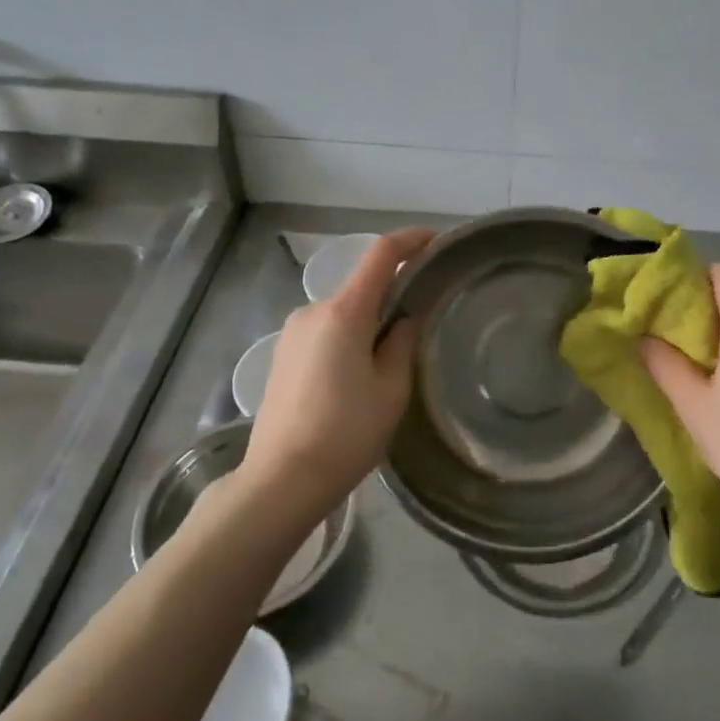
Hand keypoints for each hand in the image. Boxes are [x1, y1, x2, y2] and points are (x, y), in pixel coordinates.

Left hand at [241, 228, 434, 513]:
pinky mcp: (282, 353)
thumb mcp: (392, 389)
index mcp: (344, 312)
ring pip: (344, 311)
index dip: (412, 240)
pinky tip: (356, 376)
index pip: (382, 254)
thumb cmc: (346, 434)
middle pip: (362, 285)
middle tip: (423, 322)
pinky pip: (325, 330)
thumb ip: (403, 342)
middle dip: (394, 294)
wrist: (281, 480)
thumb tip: (405, 318)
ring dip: (370, 320)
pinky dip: (348, 336)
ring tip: (391, 360)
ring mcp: (292, 331)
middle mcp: (313, 310)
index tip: (438, 242)